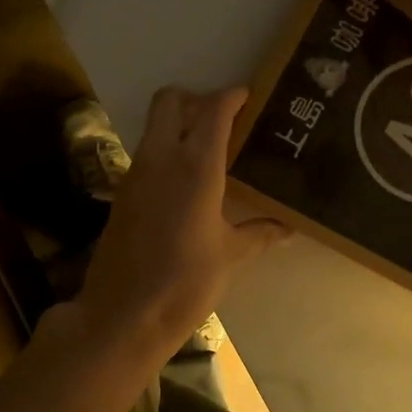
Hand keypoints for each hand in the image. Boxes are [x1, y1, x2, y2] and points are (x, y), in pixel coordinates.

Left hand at [65, 87, 288, 363]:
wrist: (123, 315)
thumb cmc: (185, 283)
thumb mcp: (231, 257)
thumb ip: (261, 233)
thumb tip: (289, 228)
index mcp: (195, 167)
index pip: (214, 111)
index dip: (232, 96)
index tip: (249, 97)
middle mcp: (161, 158)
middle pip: (170, 101)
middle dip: (196, 99)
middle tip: (223, 121)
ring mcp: (135, 174)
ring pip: (154, 127)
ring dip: (179, 125)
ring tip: (210, 151)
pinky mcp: (122, 194)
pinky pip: (146, 155)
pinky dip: (166, 152)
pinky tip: (186, 184)